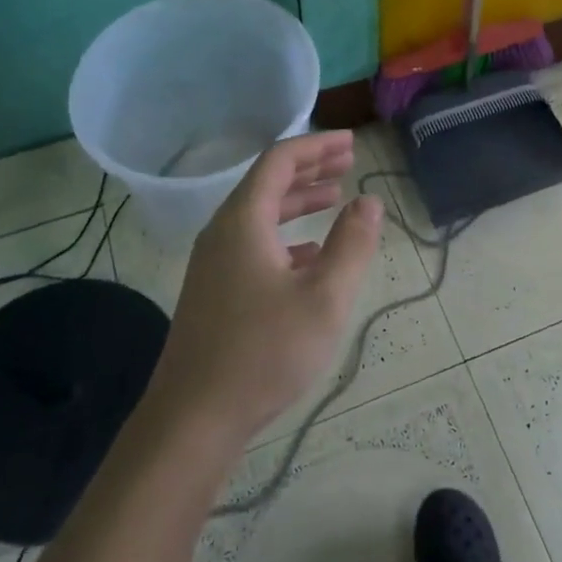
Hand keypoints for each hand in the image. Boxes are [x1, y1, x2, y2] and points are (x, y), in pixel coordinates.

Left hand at [152, 131, 382, 446]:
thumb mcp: (324, 297)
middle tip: (348, 162)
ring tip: (335, 198)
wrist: (192, 418)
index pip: (280, 160)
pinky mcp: (215, 291)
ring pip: (260, 215)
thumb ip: (352, 244)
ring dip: (298, 201)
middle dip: (310, 168)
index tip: (352, 143)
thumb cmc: (264, 352)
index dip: (317, 146)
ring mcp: (214, 263)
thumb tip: (369, 202)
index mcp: (244, 221)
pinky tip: (311, 255)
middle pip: (267, 182)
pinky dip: (286, 236)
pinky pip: (253, 244)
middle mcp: (223, 232)